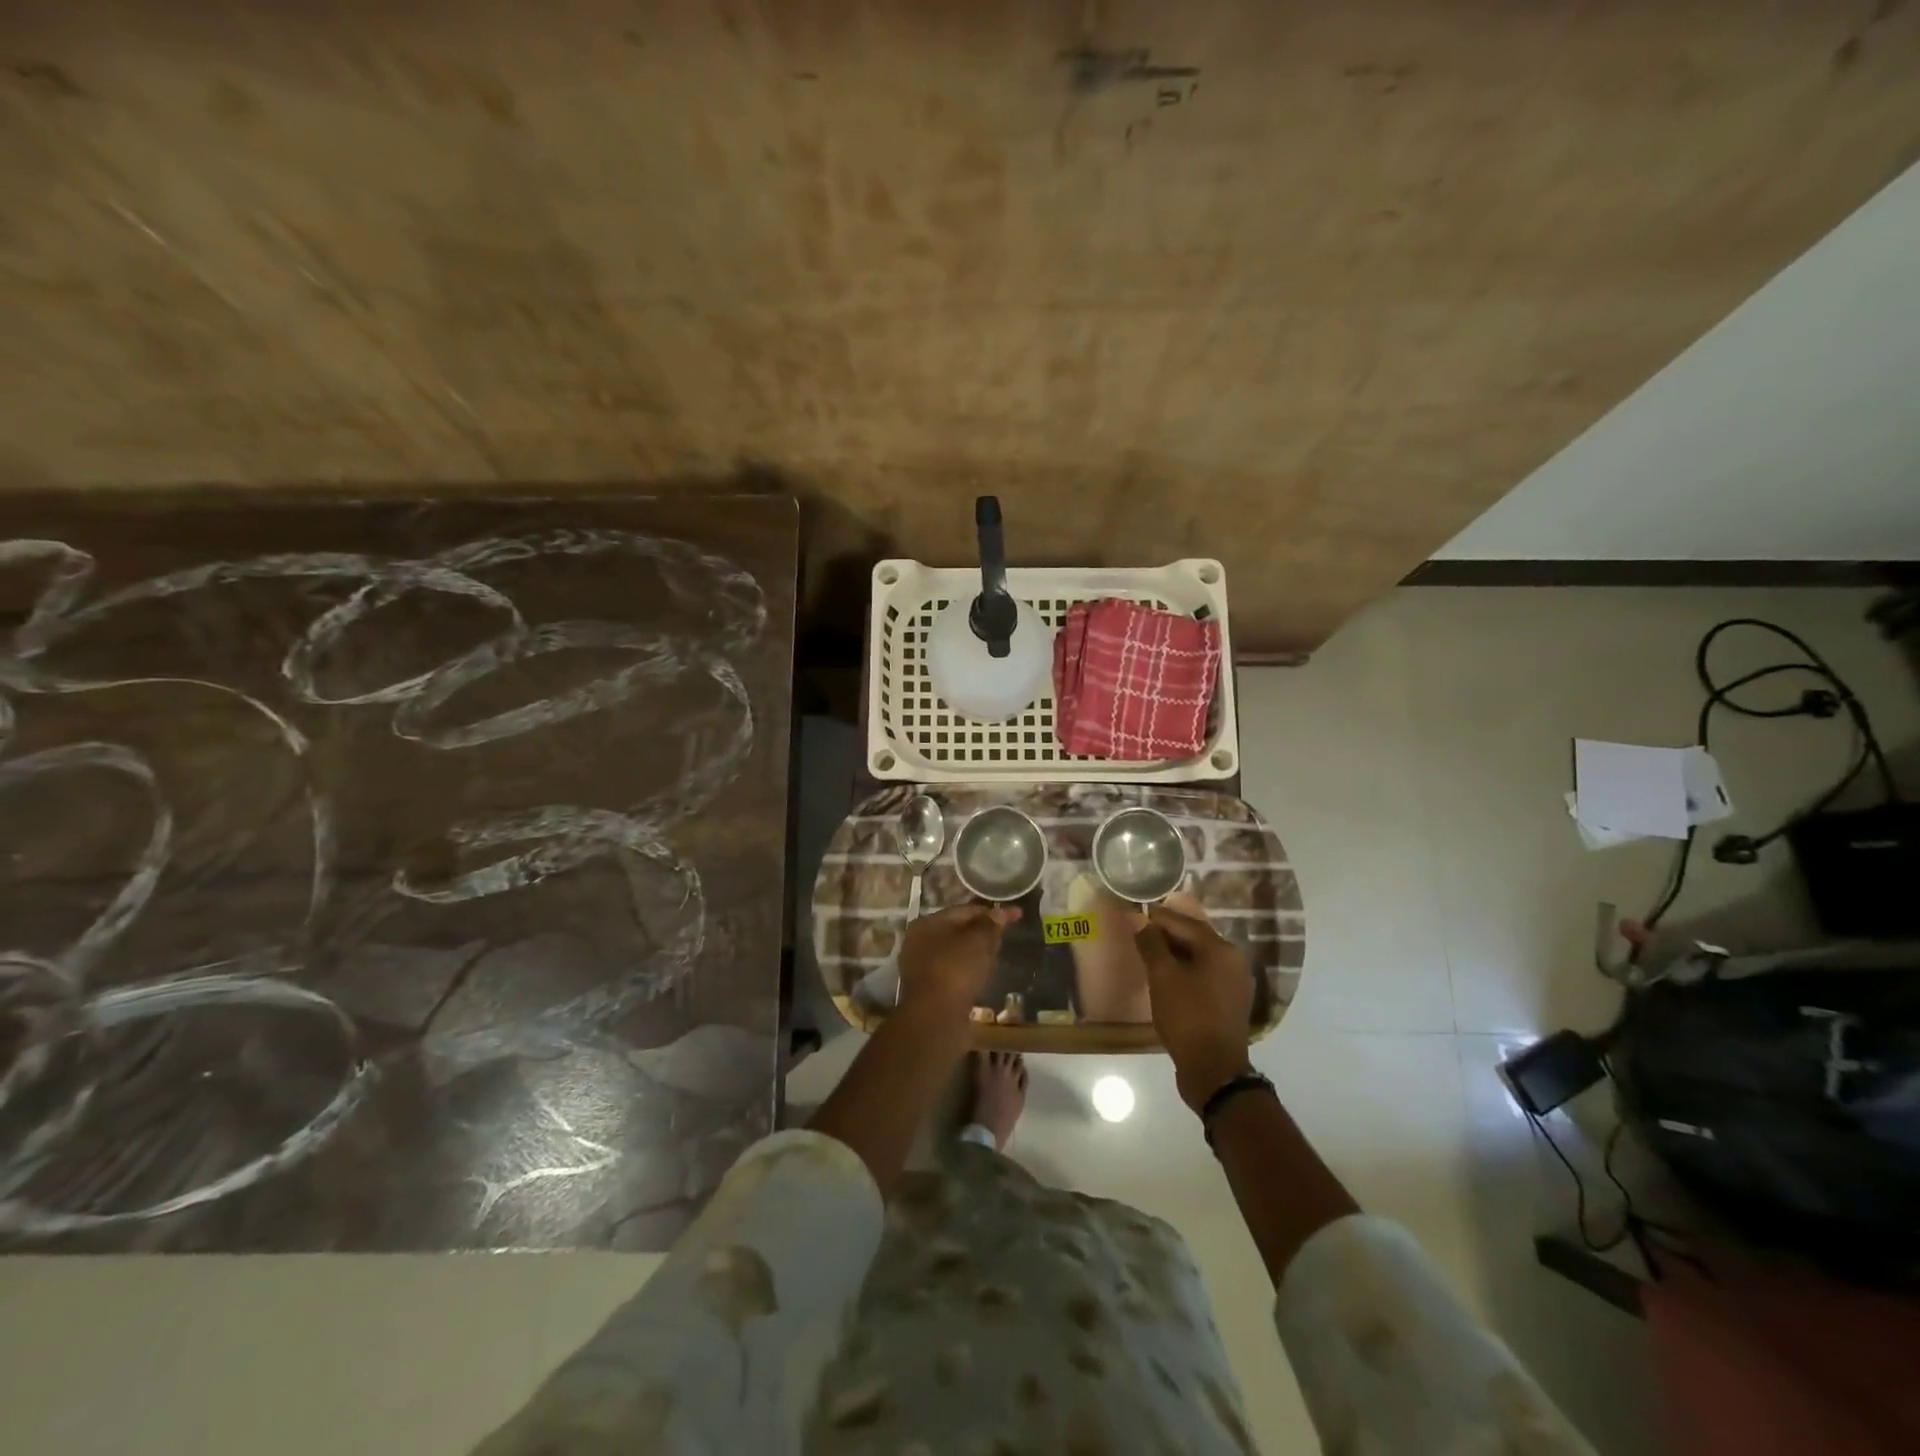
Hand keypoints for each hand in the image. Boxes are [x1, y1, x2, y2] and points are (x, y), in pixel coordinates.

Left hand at [898, 904, 1020, 1015]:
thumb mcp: (978, 942)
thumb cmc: (956, 970)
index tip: (1015, 915)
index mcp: (927, 923)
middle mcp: (919, 942)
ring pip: (955, 953)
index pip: (964, 910)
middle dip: (982, 931)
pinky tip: (983, 976)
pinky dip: (968, 971)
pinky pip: (953, 972)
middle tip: (1006, 934)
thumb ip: (990, 925)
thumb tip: (999, 912)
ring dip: (976, 953)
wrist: (935, 1018)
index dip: (991, 912)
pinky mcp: (928, 990)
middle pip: (957, 931)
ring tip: (997, 955)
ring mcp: (921, 967)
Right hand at [1133, 893, 1254, 1110]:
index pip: (1183, 922)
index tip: (1135, 913)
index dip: (1157, 917)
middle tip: (1138, 935)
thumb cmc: (1187, 1017)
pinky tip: (1166, 979)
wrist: (1214, 1071)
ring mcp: (1234, 983)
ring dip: (1174, 954)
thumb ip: (1151, 944)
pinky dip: (1185, 971)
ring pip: (1199, 958)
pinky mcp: (1229, 1002)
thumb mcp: (1162, 977)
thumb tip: (1141, 922)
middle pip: (1194, 938)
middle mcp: (1234, 961)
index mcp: (1221, 949)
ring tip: (1148, 956)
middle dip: (1166, 935)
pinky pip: (1204, 976)